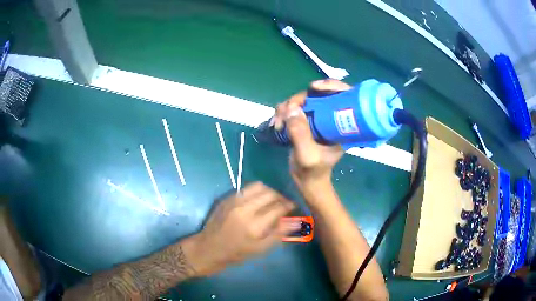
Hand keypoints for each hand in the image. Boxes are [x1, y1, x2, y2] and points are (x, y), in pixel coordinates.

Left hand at [191, 182, 295, 275]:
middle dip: (280, 197)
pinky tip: (257, 200)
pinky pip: (246, 188)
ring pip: (258, 186)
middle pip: (270, 193)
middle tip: (283, 203)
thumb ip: (278, 233)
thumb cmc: (236, 253)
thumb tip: (295, 221)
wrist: (209, 248)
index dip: (288, 205)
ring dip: (269, 191)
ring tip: (271, 199)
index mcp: (255, 225)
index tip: (293, 206)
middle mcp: (245, 209)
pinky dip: (256, 192)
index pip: (278, 207)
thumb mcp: (260, 249)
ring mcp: (234, 201)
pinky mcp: (227, 198)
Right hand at [273, 79, 347, 192]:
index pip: (344, 95)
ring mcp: (318, 118)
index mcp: (343, 124)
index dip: (332, 85)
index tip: (314, 87)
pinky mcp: (306, 121)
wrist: (307, 181)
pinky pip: (293, 108)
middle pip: (319, 93)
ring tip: (278, 123)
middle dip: (300, 99)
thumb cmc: (313, 171)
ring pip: (303, 100)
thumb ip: (300, 134)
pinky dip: (282, 112)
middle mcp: (332, 117)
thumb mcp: (307, 156)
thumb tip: (291, 108)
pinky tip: (276, 124)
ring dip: (287, 107)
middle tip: (286, 111)